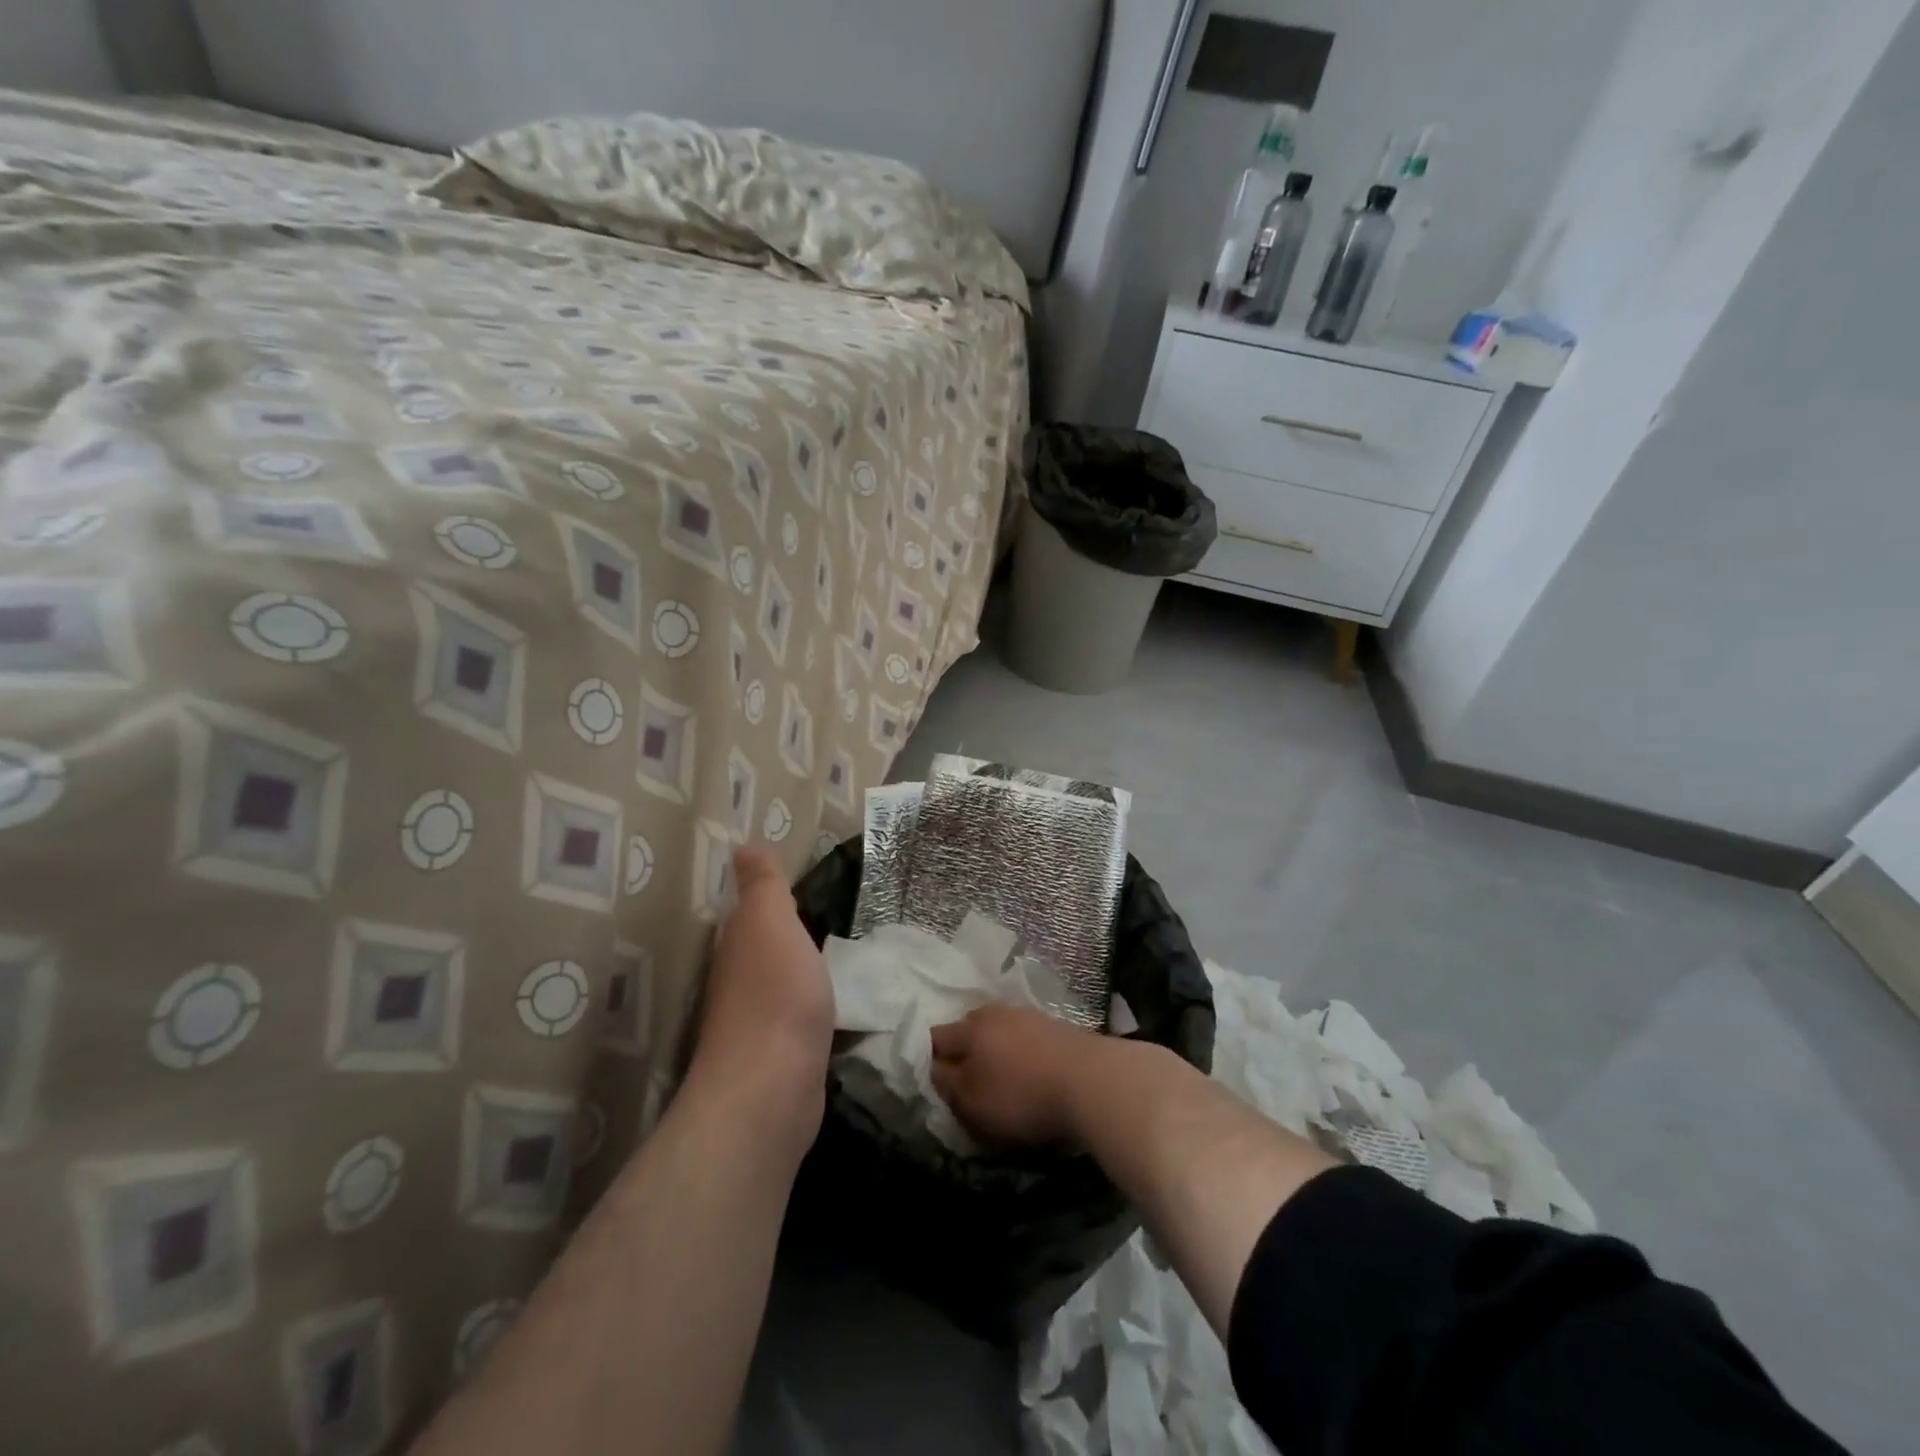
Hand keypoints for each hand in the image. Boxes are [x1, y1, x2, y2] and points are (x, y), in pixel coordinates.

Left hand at [690, 848, 834, 1142]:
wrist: (773, 1086)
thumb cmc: (775, 993)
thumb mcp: (771, 923)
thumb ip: (763, 886)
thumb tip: (743, 847)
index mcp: (737, 945)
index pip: (749, 913)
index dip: (768, 899)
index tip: (794, 886)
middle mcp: (737, 981)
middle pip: (760, 948)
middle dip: (782, 933)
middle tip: (821, 914)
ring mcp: (755, 1022)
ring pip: (776, 982)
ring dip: (795, 968)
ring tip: (829, 954)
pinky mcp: (777, 1056)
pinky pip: (793, 1016)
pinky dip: (805, 1003)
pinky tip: (825, 1002)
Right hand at [929, 1004, 1103, 1147]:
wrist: (1091, 1081)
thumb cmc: (1022, 1096)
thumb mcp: (972, 1102)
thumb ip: (946, 1085)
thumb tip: (934, 1069)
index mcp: (969, 1029)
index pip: (935, 1038)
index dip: (929, 1059)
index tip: (934, 1081)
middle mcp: (995, 1013)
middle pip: (967, 1028)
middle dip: (962, 1050)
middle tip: (965, 1079)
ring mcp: (1028, 1015)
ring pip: (998, 1029)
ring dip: (994, 1048)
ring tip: (999, 1075)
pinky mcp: (1055, 1026)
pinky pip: (1024, 1036)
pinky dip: (1020, 1051)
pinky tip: (1029, 1069)